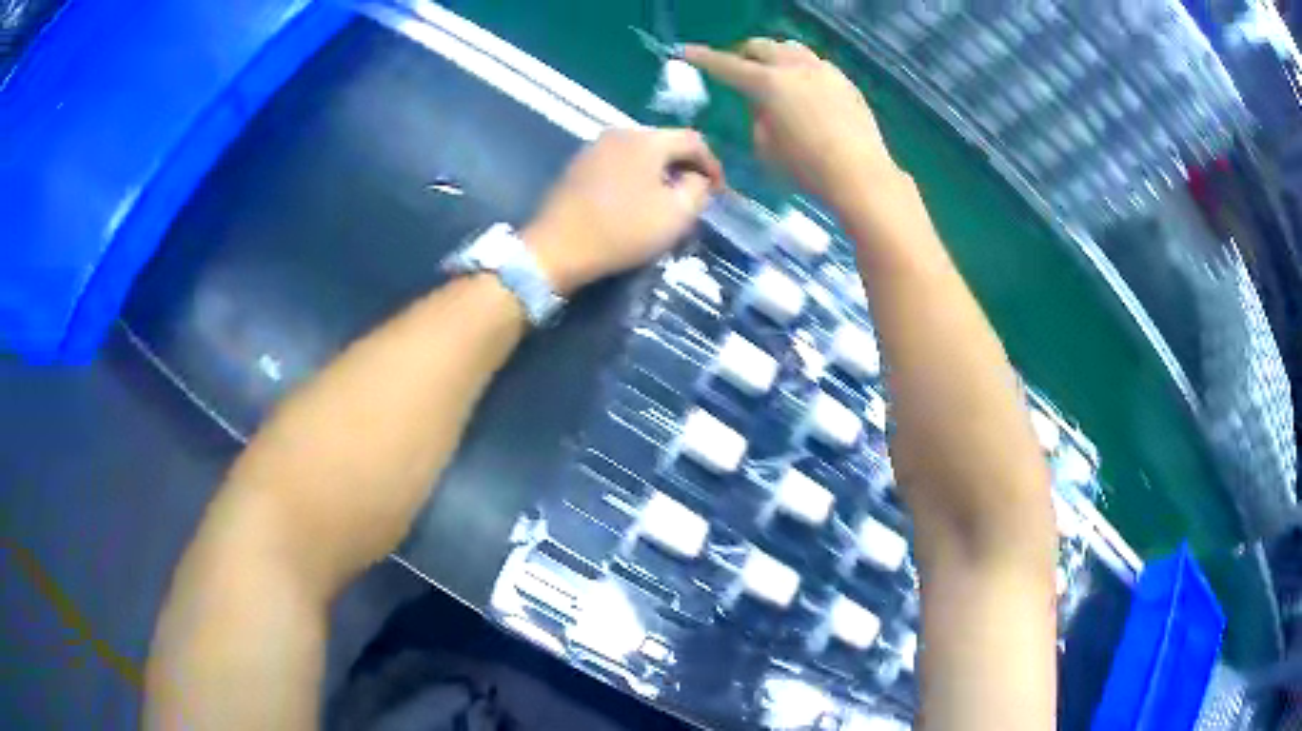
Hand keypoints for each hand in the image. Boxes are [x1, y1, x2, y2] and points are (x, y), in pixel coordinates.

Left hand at [524, 128, 723, 295]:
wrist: (556, 249)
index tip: (719, 191)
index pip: (693, 140)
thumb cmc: (621, 231)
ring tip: (668, 199)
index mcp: (646, 140)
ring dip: (660, 172)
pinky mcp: (578, 166)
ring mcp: (594, 148)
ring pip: (641, 152)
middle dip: (685, 166)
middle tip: (695, 195)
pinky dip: (636, 176)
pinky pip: (619, 163)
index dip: (712, 164)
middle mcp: (619, 133)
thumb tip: (697, 179)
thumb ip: (697, 190)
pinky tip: (636, 200)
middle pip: (665, 142)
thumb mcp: (675, 215)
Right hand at [685, 39, 901, 213]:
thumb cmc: (806, 168)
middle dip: (744, 53)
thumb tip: (762, 103)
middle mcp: (796, 68)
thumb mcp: (765, 148)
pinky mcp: (845, 82)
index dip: (704, 58)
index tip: (687, 51)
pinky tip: (804, 88)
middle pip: (762, 46)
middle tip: (738, 67)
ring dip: (775, 55)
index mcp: (769, 83)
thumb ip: (757, 117)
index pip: (728, 65)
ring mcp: (824, 71)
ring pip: (792, 48)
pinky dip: (801, 68)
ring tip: (773, 73)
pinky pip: (816, 63)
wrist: (861, 175)